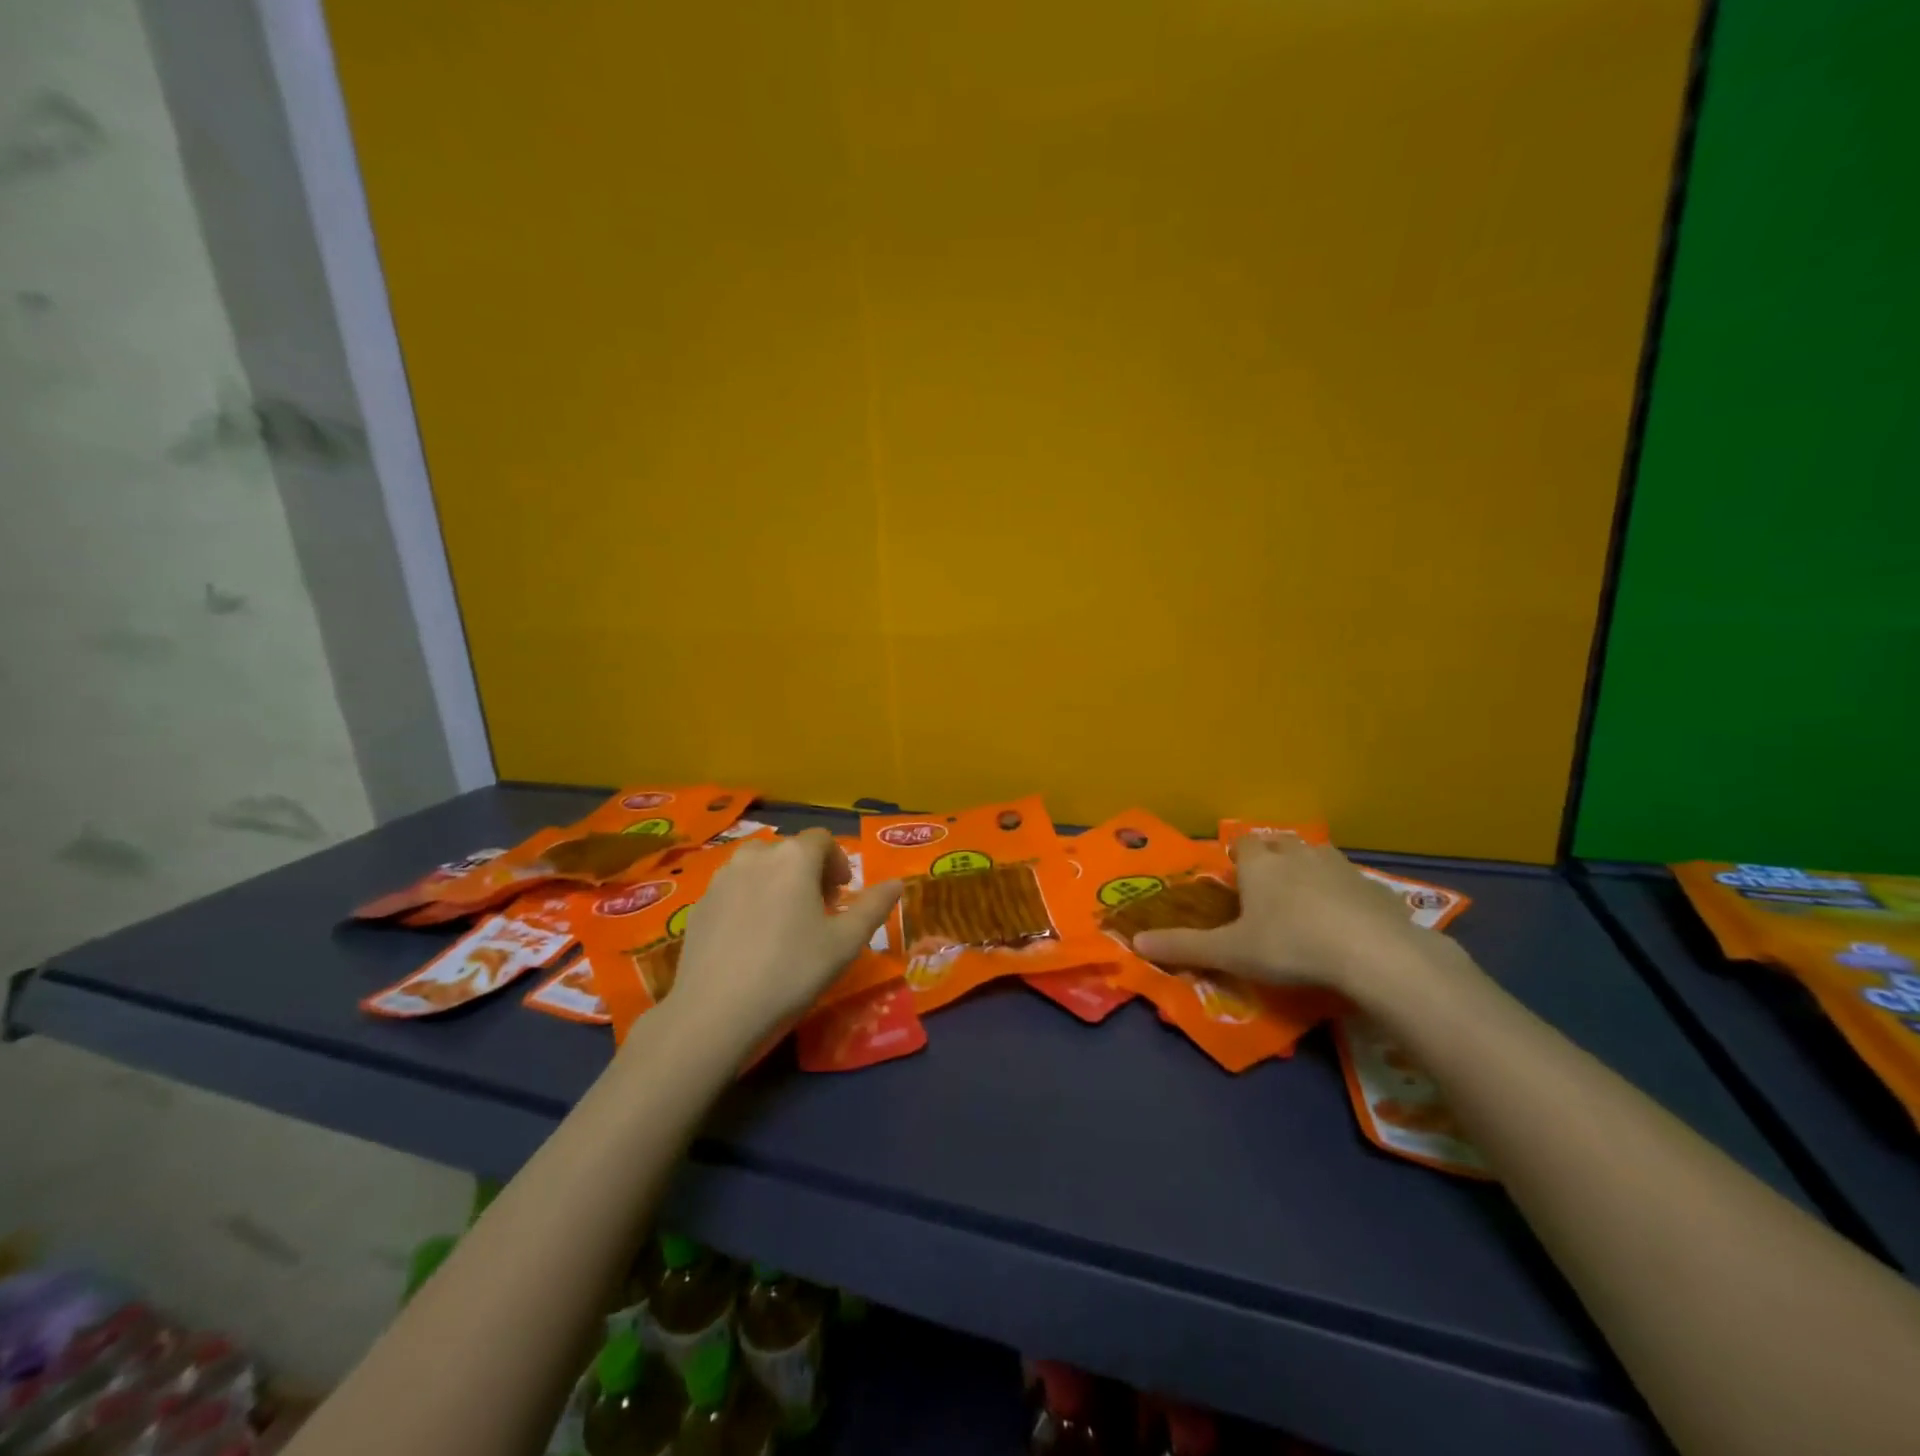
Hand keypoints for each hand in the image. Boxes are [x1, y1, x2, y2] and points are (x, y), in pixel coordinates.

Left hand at [660, 830, 901, 1044]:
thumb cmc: (791, 971)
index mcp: (794, 857)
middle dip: (809, 872)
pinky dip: (749, 900)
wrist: (715, 1011)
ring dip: (777, 883)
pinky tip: (751, 939)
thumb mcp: (845, 943)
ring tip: (784, 922)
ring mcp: (722, 877)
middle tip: (818, 911)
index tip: (841, 896)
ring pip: (758, 867)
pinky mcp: (699, 903)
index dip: (838, 863)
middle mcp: (756, 855)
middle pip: (790, 851)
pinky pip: (734, 889)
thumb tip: (897, 883)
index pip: (823, 839)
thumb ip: (874, 907)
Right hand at [1131, 836, 1456, 1001]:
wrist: (1374, 954)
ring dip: (1309, 871)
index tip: (1236, 880)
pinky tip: (1345, 924)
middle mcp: (1297, 855)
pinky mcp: (1375, 888)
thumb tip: (1136, 942)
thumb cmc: (1290, 946)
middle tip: (1268, 890)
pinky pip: (1351, 884)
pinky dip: (1344, 896)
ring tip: (1305, 903)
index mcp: (1260, 864)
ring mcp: (1340, 868)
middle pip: (1280, 843)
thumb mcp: (1231, 952)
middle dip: (1272, 859)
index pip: (1242, 844)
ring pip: (1317, 857)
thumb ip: (1184, 946)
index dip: (1237, 858)